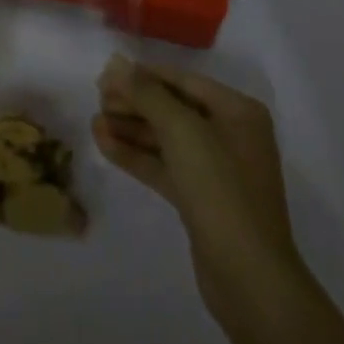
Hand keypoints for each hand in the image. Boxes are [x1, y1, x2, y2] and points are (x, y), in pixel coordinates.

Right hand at [94, 54, 302, 332]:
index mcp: (237, 111)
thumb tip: (116, 63)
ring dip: (131, 129)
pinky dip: (137, 155)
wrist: (249, 280)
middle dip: (135, 103)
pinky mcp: (200, 200)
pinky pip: (164, 166)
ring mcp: (216, 170)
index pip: (183, 81)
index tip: (107, 74)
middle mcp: (230, 135)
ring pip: (166, 140)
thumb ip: (147, 93)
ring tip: (94, 121)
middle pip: (173, 109)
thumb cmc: (221, 189)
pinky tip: (104, 144)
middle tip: (97, 99)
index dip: (144, 75)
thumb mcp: (182, 131)